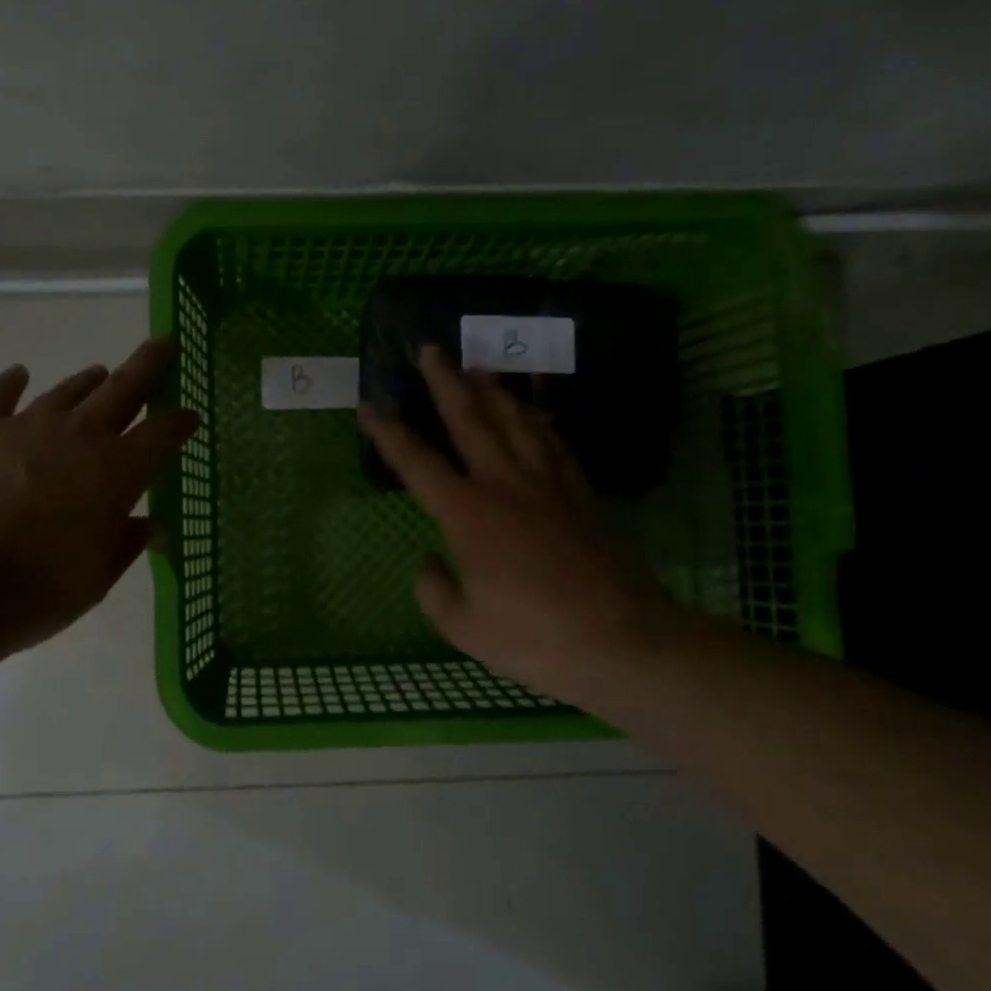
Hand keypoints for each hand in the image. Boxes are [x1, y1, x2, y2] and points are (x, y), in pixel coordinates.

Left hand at [0, 338, 196, 665]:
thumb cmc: (34, 590)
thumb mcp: (95, 578)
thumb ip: (127, 544)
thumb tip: (156, 528)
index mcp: (117, 471)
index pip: (162, 435)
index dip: (180, 423)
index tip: (191, 415)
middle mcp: (78, 436)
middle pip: (123, 389)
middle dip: (148, 365)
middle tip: (164, 343)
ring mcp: (25, 426)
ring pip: (68, 390)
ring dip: (90, 381)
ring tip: (101, 372)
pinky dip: (11, 382)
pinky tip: (19, 374)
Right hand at [359, 347, 683, 712]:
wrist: (621, 640)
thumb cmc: (533, 637)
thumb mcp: (464, 627)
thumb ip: (434, 590)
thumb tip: (428, 560)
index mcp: (468, 515)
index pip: (418, 464)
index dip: (390, 433)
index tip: (370, 404)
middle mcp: (506, 486)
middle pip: (472, 420)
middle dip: (446, 383)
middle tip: (431, 350)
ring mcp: (549, 485)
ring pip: (517, 421)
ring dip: (494, 390)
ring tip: (479, 366)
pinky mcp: (581, 495)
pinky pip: (555, 444)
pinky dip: (540, 420)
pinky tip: (534, 411)